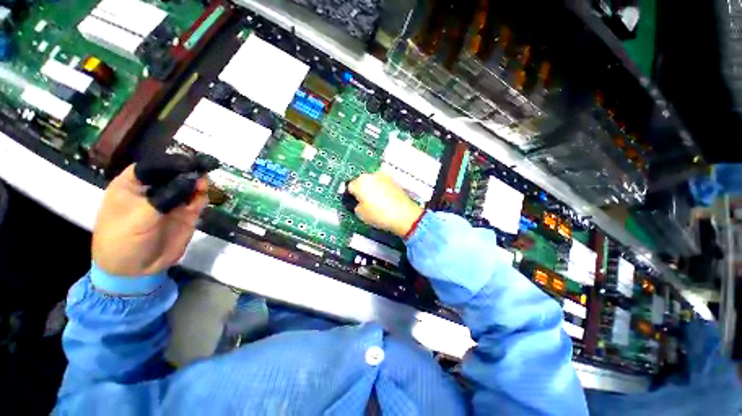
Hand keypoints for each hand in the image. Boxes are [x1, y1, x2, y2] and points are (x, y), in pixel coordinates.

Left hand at [92, 165, 208, 276]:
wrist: (134, 271)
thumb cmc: (123, 241)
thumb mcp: (139, 218)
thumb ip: (166, 197)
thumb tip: (192, 179)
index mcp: (132, 186)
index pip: (153, 167)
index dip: (170, 162)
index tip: (189, 163)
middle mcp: (153, 191)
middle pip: (173, 174)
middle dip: (188, 171)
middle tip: (204, 169)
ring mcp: (170, 202)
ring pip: (188, 186)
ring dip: (197, 183)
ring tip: (204, 185)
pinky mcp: (185, 214)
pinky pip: (196, 201)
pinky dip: (202, 197)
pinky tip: (203, 196)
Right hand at [348, 172, 423, 236]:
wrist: (404, 215)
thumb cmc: (379, 215)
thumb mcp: (361, 214)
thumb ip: (356, 205)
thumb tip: (358, 203)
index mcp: (360, 182)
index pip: (349, 186)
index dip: (350, 196)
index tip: (352, 202)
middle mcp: (371, 175)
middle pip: (361, 181)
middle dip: (361, 190)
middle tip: (363, 202)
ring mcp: (383, 176)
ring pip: (372, 181)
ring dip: (371, 188)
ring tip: (375, 202)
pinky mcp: (393, 181)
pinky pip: (382, 184)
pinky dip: (381, 189)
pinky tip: (384, 200)